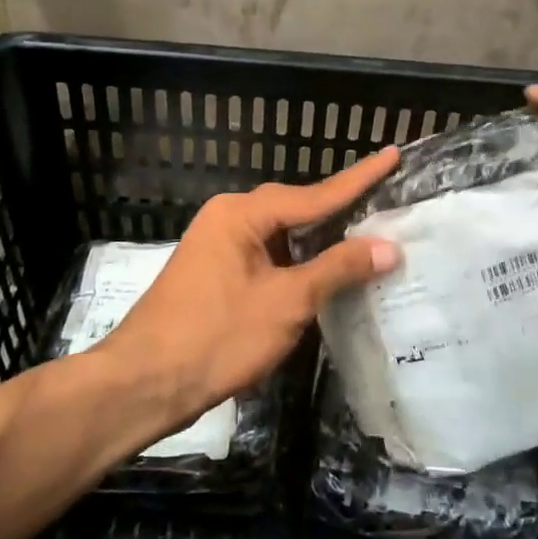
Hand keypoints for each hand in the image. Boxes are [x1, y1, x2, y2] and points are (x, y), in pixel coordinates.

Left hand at [95, 148, 401, 430]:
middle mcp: (227, 218)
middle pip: (295, 209)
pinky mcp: (214, 274)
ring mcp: (217, 246)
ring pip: (280, 236)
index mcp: (242, 213)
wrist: (145, 383)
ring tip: (363, 239)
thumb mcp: (287, 302)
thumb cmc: (217, 337)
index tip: (392, 154)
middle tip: (384, 203)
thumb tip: (389, 246)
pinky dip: (295, 263)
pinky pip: (265, 256)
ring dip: (317, 242)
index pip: (315, 194)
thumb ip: (338, 269)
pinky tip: (320, 274)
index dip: (359, 178)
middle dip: (339, 211)